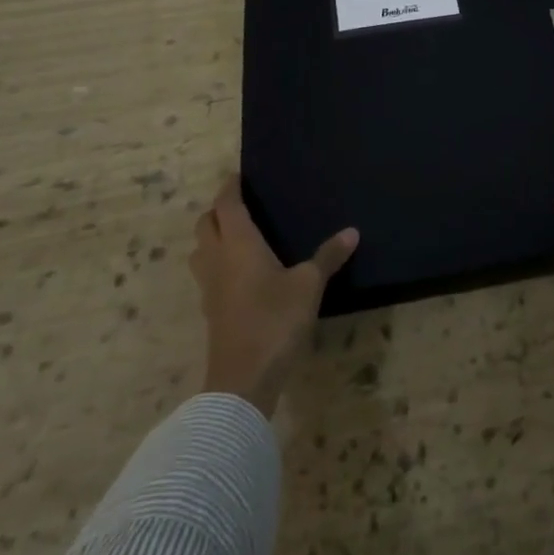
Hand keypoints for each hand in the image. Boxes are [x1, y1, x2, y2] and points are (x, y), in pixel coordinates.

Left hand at [190, 178, 358, 416]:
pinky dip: (217, 262)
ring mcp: (210, 287)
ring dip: (212, 236)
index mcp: (238, 244)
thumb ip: (328, 257)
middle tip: (241, 202)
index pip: (226, 205)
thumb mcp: (309, 285)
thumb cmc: (275, 321)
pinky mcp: (211, 310)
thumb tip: (352, 231)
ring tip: (237, 234)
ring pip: (201, 250)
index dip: (230, 187)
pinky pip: (207, 273)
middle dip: (218, 209)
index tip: (238, 174)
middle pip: (205, 224)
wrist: (243, 379)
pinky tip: (240, 271)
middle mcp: (218, 259)